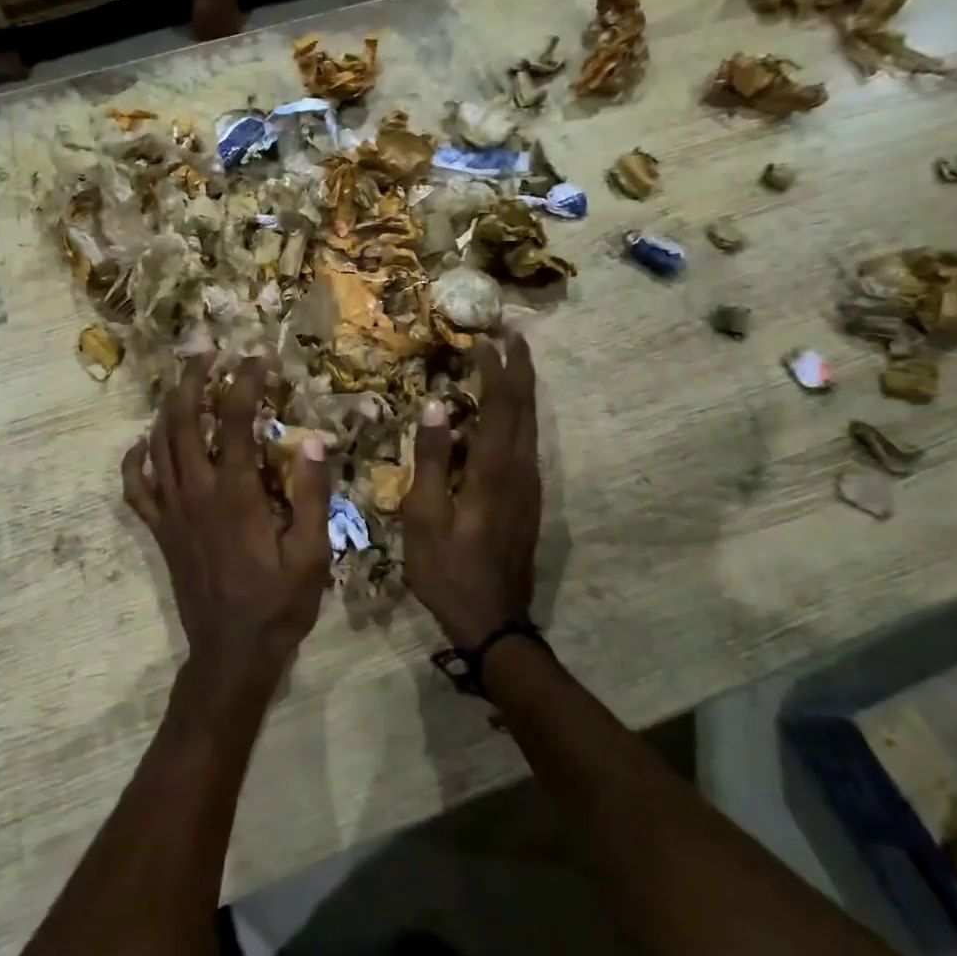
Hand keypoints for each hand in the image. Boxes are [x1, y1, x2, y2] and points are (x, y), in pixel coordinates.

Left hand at [122, 355, 331, 705]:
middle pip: (184, 420)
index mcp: (236, 492)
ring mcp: (171, 510)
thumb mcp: (313, 553)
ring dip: (168, 407)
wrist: (232, 652)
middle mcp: (196, 492)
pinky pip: (135, 488)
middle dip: (193, 379)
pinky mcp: (159, 530)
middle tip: (206, 351)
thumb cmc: (279, 603)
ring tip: (182, 382)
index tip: (258, 356)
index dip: (245, 381)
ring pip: (157, 444)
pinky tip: (141, 443)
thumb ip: (313, 494)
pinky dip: (134, 460)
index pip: (235, 420)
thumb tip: (314, 440)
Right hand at [403, 333, 540, 648]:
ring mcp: (530, 485)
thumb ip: (431, 458)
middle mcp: (521, 469)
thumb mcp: (425, 516)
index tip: (482, 336)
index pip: (499, 404)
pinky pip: (526, 442)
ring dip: (521, 389)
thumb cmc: (448, 570)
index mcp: (493, 469)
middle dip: (519, 367)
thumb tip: (435, 404)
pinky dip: (517, 415)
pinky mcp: (529, 499)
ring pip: (531, 423)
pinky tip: (503, 414)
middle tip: (510, 334)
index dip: (493, 367)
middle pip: (525, 407)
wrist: (493, 620)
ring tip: (509, 362)